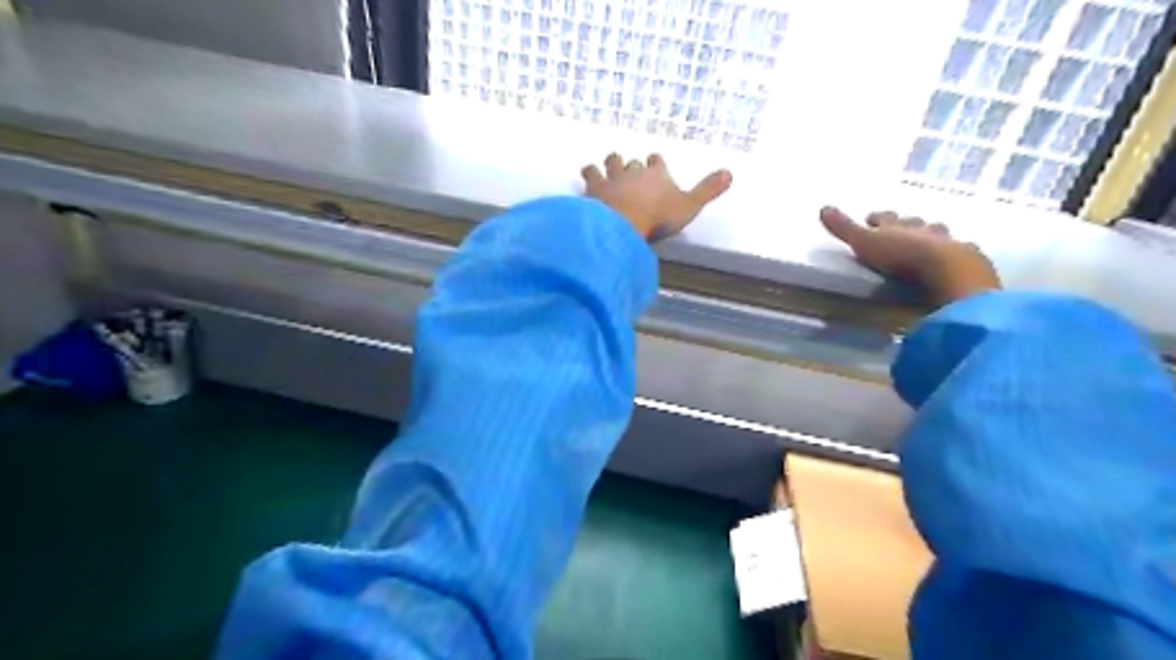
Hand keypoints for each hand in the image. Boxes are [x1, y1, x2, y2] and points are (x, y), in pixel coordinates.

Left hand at [580, 152, 730, 239]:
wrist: (624, 222)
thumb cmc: (658, 217)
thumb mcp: (689, 206)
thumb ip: (707, 191)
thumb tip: (730, 172)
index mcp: (657, 175)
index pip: (656, 162)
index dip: (655, 163)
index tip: (653, 162)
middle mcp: (634, 171)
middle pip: (633, 164)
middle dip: (632, 167)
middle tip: (630, 171)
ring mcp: (612, 177)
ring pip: (611, 162)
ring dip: (611, 163)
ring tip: (608, 166)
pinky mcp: (594, 187)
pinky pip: (589, 173)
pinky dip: (588, 173)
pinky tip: (586, 175)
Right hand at [821, 205, 1000, 307]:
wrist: (948, 270)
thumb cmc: (902, 256)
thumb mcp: (865, 243)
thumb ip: (845, 228)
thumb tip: (822, 207)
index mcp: (897, 225)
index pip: (885, 218)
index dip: (877, 218)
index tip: (871, 218)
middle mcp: (922, 229)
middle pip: (913, 223)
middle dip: (907, 224)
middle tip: (902, 228)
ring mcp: (947, 242)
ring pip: (937, 234)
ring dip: (932, 236)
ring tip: (928, 241)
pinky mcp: (966, 259)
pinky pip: (960, 252)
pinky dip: (955, 253)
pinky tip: (956, 257)